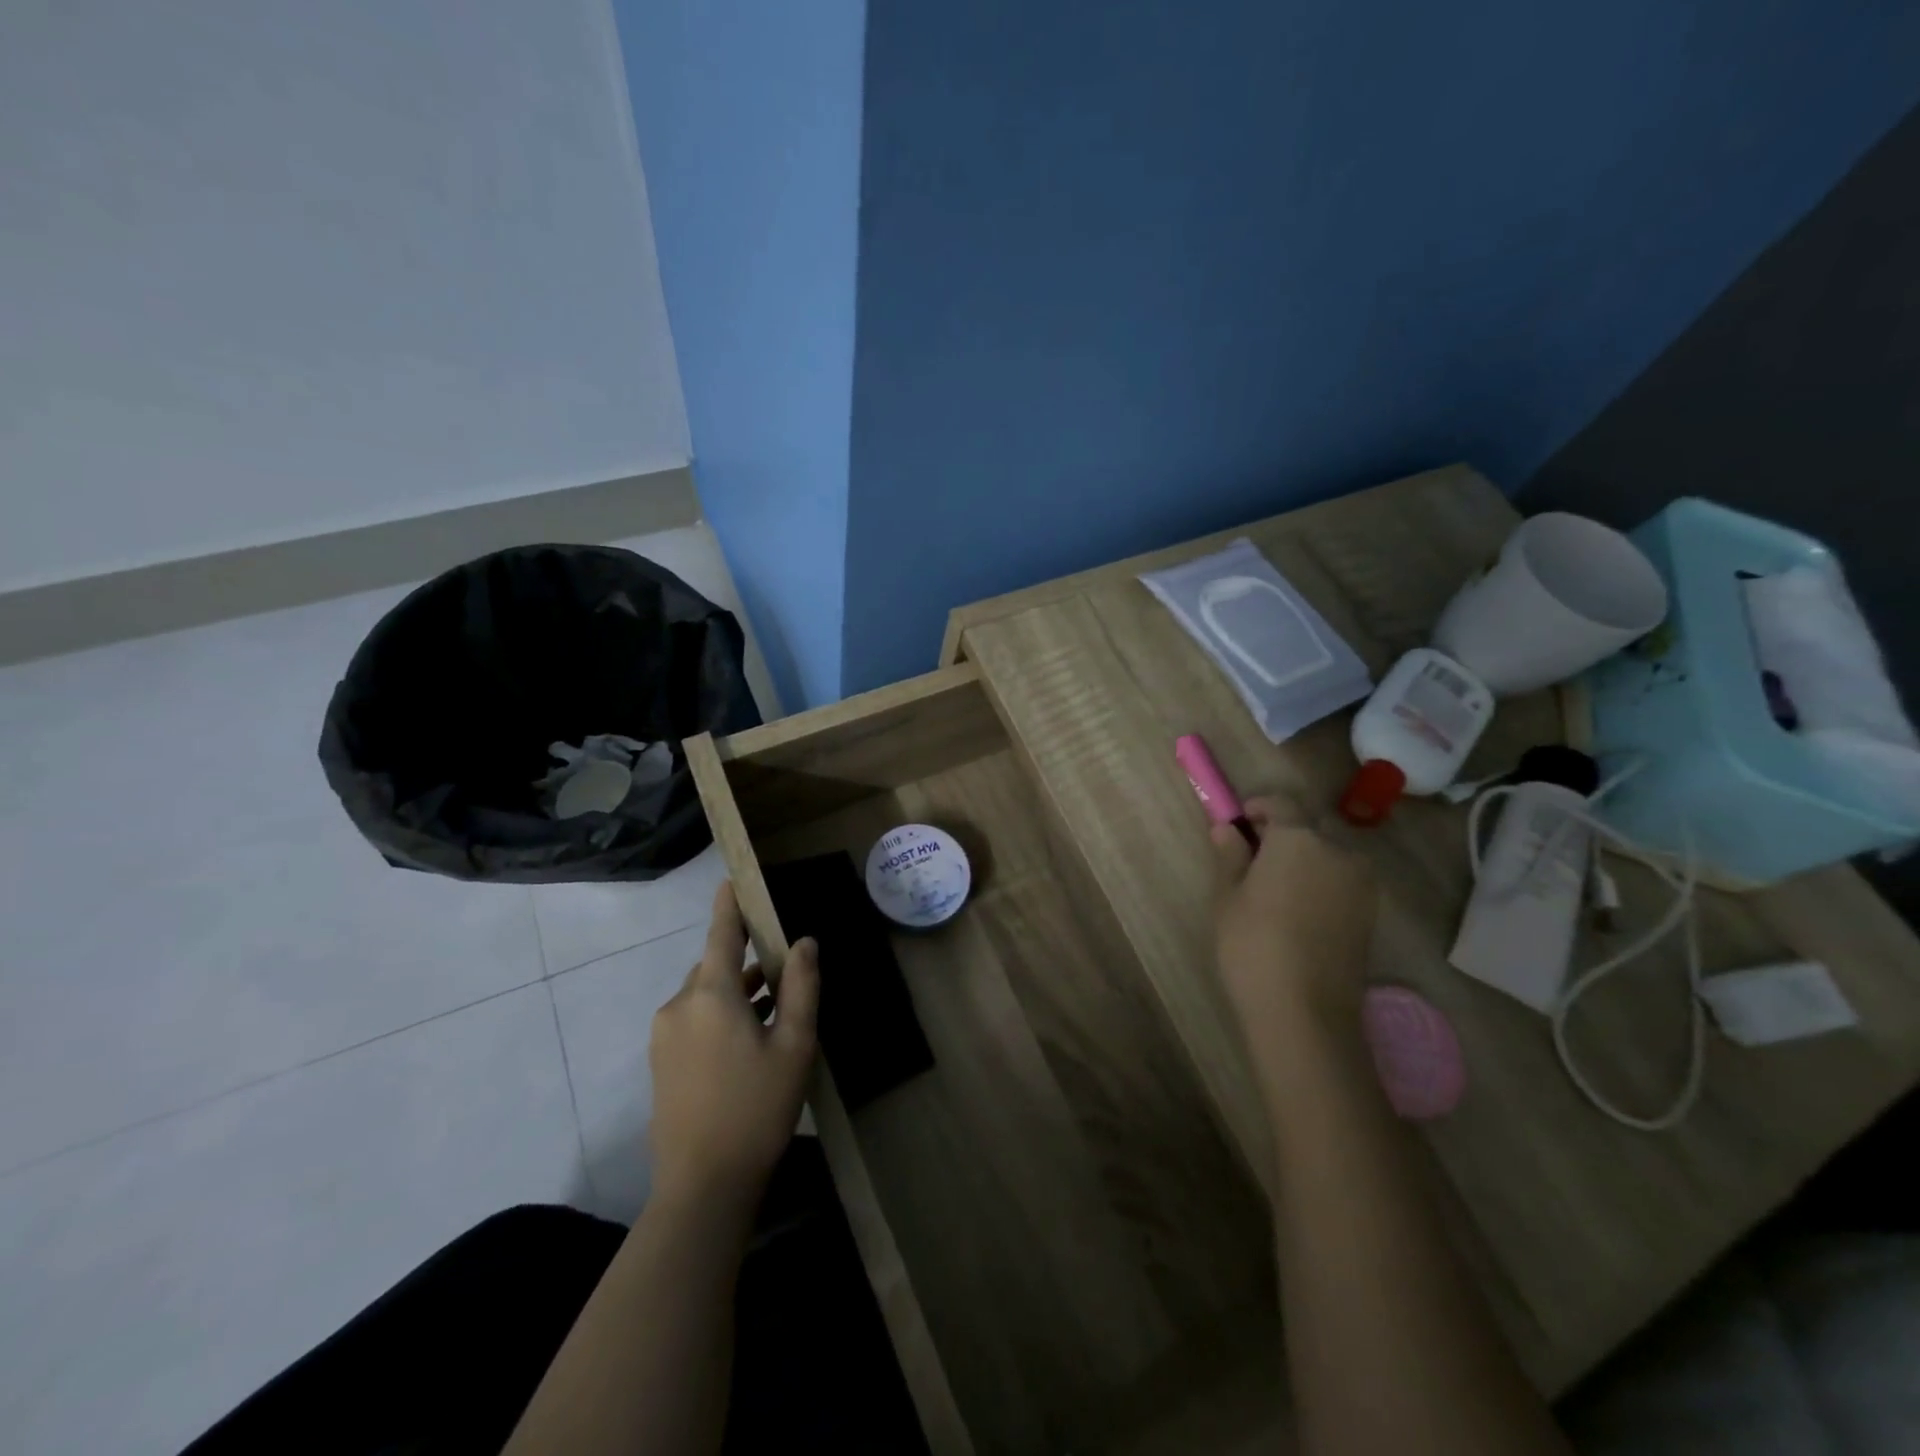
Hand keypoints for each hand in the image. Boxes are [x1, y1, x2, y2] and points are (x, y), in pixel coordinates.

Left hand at [648, 882, 819, 1207]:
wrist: (702, 1187)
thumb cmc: (756, 1109)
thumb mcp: (794, 1045)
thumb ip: (801, 987)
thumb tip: (804, 942)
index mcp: (711, 994)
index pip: (722, 932)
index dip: (729, 903)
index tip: (733, 878)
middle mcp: (679, 1005)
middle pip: (716, 965)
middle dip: (747, 958)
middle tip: (784, 964)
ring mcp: (664, 1035)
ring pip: (705, 994)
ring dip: (737, 990)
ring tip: (775, 1004)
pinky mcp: (661, 1062)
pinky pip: (694, 1019)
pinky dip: (721, 1014)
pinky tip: (749, 1038)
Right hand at [1211, 797, 1377, 1076]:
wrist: (1305, 1012)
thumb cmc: (1253, 945)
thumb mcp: (1228, 897)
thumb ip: (1230, 856)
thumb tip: (1226, 828)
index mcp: (1299, 838)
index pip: (1281, 803)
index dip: (1257, 808)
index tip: (1237, 825)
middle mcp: (1338, 850)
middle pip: (1309, 827)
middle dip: (1283, 833)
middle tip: (1253, 858)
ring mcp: (1361, 883)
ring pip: (1329, 854)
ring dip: (1305, 858)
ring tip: (1275, 888)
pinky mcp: (1371, 912)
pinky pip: (1342, 881)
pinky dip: (1321, 882)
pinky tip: (1298, 910)